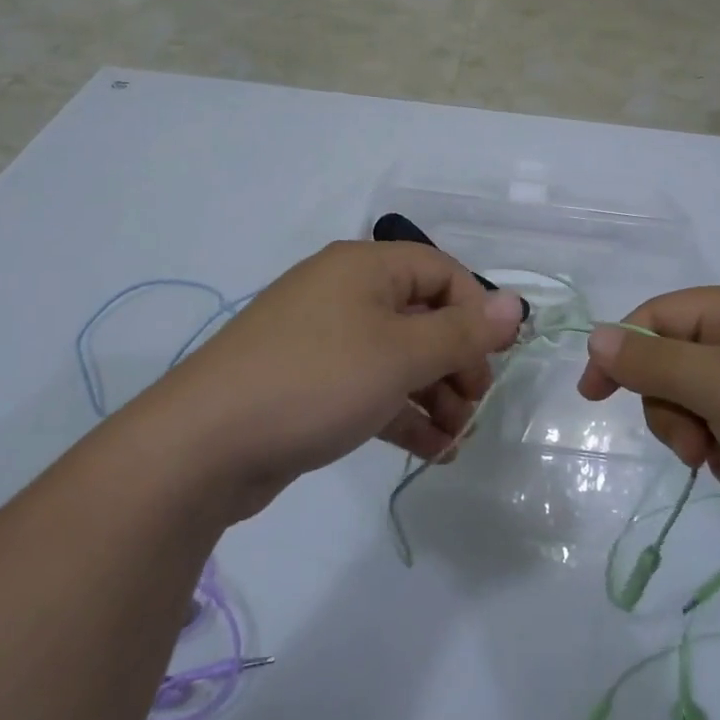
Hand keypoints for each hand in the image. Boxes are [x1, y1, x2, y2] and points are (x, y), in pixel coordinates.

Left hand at [150, 241, 523, 516]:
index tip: (495, 359)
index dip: (475, 312)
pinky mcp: (310, 382)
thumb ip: (463, 332)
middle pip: (422, 315)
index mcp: (365, 267)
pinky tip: (431, 452)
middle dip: (456, 362)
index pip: (441, 271)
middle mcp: (345, 293)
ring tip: (456, 440)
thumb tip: (515, 305)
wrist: (203, 446)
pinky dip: (402, 413)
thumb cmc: (316, 381)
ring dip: (434, 394)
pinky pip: (371, 387)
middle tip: (474, 407)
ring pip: (398, 357)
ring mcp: (324, 339)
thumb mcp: (401, 355)